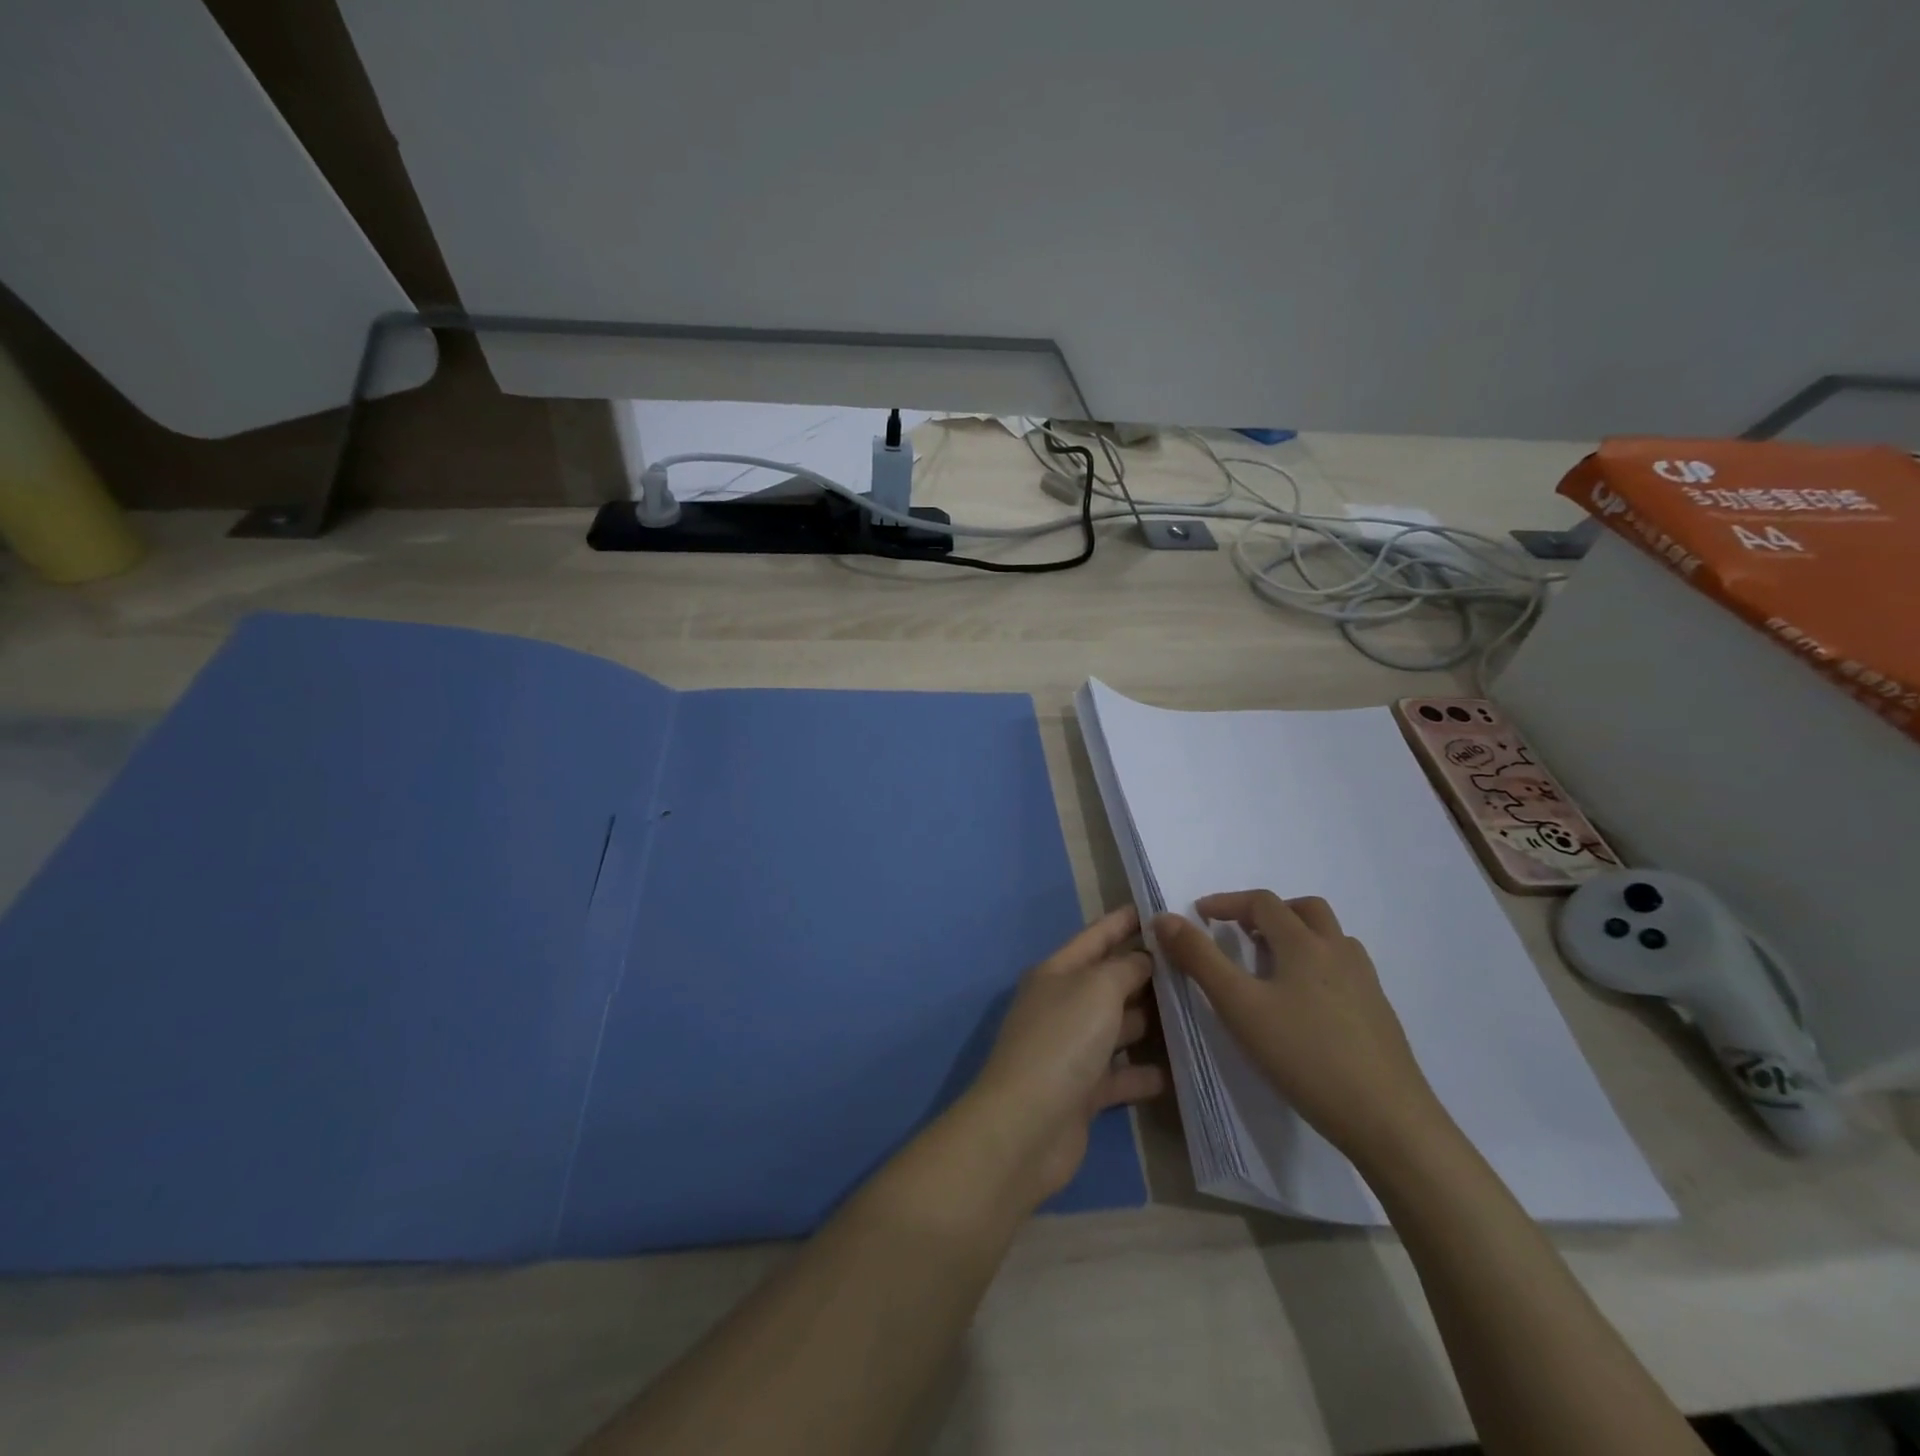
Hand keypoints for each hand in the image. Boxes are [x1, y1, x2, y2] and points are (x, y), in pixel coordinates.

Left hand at [956, 906, 1165, 1211]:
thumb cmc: (1062, 1040)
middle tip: (1193, 962)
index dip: (1122, 921)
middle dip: (1146, 971)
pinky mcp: (1084, 1091)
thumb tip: (1142, 958)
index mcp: (1057, 973)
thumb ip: (1124, 968)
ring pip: (1118, 1027)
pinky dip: (1146, 1072)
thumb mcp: (1097, 989)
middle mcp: (1062, 1005)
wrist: (1027, 1125)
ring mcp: (1072, 1049)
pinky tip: (1182, 1069)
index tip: (1156, 908)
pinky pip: (1121, 1074)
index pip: (1094, 937)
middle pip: (1109, 981)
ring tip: (1197, 1011)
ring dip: (1151, 1022)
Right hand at [1153, 891, 1449, 1168]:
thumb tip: (1165, 918)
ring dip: (1297, 936)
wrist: (1389, 1120)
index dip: (1226, 902)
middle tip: (1241, 933)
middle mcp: (1339, 952)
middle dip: (1269, 912)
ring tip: (1271, 965)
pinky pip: (1345, 968)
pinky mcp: (1380, 1013)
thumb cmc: (1304, 1056)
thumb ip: (1200, 959)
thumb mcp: (1239, 1006)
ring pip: (1330, 938)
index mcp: (1304, 944)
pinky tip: (1305, 1003)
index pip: (1262, 902)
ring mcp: (1366, 982)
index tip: (1199, 915)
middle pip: (1304, 910)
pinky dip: (1318, 964)